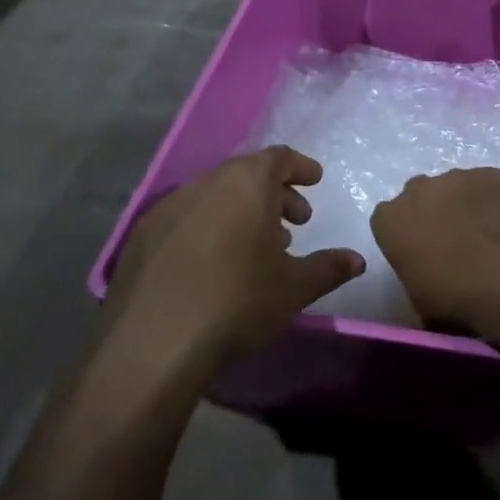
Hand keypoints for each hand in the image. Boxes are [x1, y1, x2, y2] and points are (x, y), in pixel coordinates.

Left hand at [105, 147, 363, 374]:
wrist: (153, 342)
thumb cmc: (237, 301)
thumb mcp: (295, 287)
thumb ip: (329, 267)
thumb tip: (357, 260)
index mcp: (246, 184)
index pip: (279, 158)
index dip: (300, 167)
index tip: (314, 181)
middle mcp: (206, 183)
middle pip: (246, 174)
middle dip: (274, 194)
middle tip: (293, 224)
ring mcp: (168, 207)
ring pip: (214, 196)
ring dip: (240, 211)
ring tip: (255, 247)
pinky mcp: (141, 235)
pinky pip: (185, 218)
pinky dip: (207, 227)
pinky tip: (213, 264)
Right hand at [371, 168, 499, 348]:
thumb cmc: (456, 296)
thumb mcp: (419, 299)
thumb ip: (414, 273)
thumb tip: (428, 275)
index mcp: (390, 220)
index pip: (388, 221)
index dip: (405, 236)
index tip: (421, 254)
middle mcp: (418, 189)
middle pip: (419, 196)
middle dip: (431, 213)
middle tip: (453, 241)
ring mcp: (457, 176)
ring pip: (454, 187)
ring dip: (463, 205)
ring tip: (486, 234)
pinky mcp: (492, 173)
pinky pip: (487, 185)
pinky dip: (493, 200)